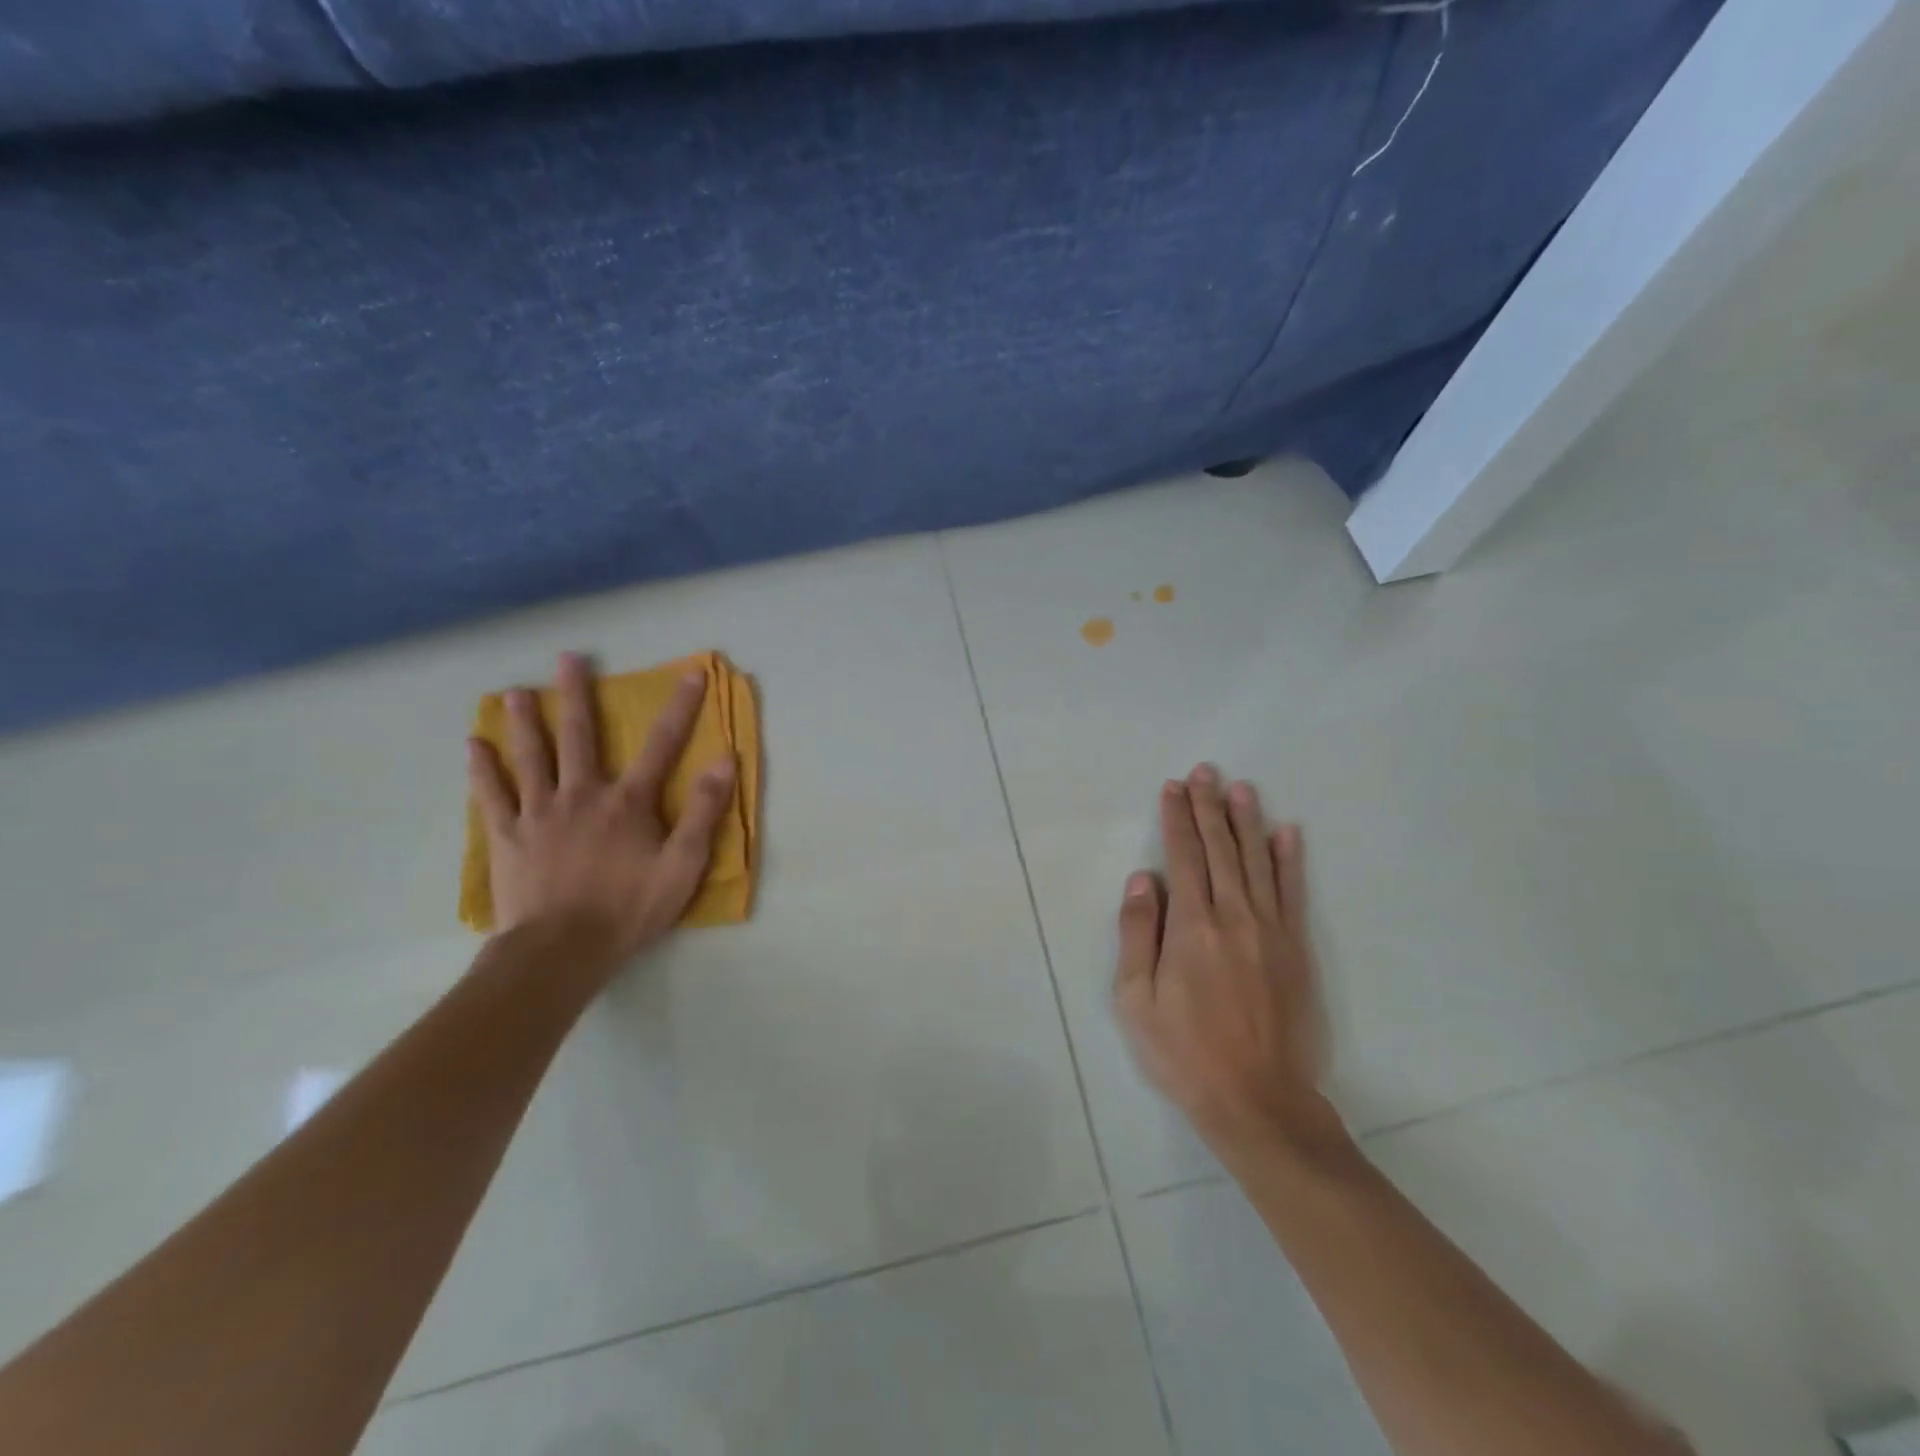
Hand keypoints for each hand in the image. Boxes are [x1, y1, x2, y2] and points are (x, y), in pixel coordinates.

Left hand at [467, 652, 735, 958]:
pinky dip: (482, 769)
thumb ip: (704, 812)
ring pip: (530, 756)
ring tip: (514, 691)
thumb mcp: (683, 865)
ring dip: (525, 721)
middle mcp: (581, 795)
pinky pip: (492, 795)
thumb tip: (724, 761)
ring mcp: (539, 813)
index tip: (692, 673)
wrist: (560, 951)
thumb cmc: (629, 909)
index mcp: (628, 802)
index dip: (681, 707)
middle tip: (568, 657)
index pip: (662, 745)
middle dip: (577, 694)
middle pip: (580, 736)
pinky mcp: (507, 836)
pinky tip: (472, 745)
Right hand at [1114, 765, 1335, 1154]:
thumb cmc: (1184, 1052)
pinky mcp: (1296, 949)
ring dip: (1247, 821)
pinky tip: (1288, 833)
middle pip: (1220, 849)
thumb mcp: (1136, 999)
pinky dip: (1290, 860)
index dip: (1176, 818)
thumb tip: (1141, 878)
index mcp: (1191, 926)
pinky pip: (1292, 893)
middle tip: (1205, 770)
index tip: (1173, 787)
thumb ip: (1138, 933)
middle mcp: (1233, 916)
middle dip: (1209, 806)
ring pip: (1257, 861)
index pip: (1183, 857)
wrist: (1258, 1099)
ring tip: (1241, 787)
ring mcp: (1270, 930)